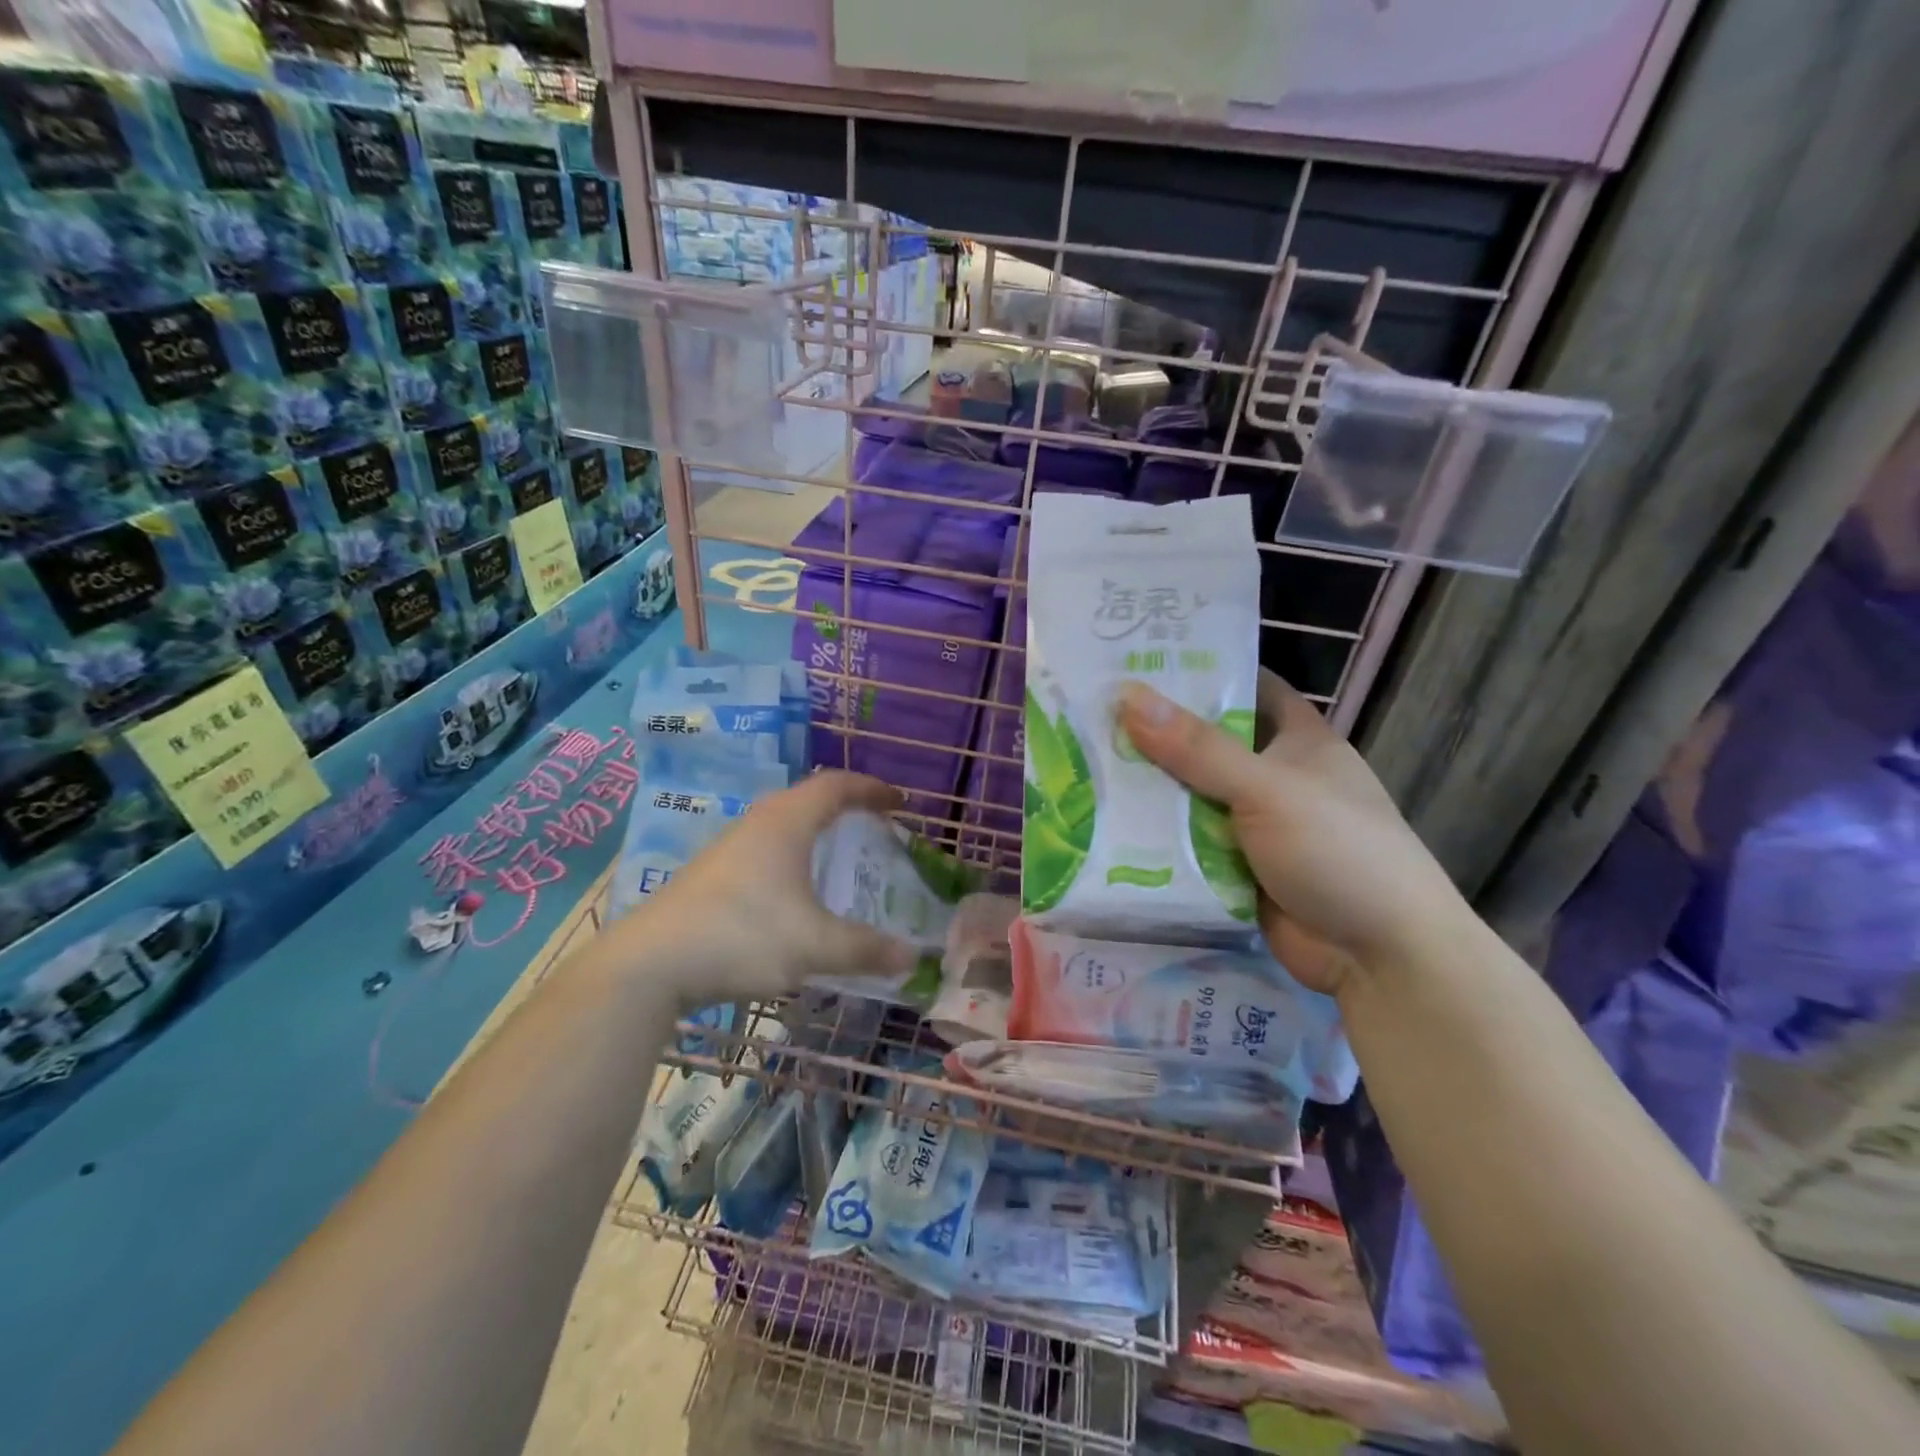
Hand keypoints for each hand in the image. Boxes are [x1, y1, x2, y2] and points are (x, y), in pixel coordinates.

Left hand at [616, 770, 920, 1007]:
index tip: (900, 801)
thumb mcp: (814, 945)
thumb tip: (911, 957)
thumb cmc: (743, 936)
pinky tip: (793, 894)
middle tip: (874, 827)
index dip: (872, 789)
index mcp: (786, 822)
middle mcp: (757, 824)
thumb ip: (865, 949)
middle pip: (808, 799)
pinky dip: (791, 857)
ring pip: (782, 824)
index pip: (836, 785)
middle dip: (846, 807)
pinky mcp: (710, 875)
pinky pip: (764, 849)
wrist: (649, 965)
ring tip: (838, 858)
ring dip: (815, 833)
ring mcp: (728, 848)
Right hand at [1117, 672, 1465, 995]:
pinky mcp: (1237, 869)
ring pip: (1191, 796)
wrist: (1380, 958)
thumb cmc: (1337, 851)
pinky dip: (1154, 839)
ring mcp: (1255, 825)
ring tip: (1081, 765)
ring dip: (1148, 790)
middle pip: (1206, 744)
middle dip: (1155, 733)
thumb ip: (1197, 748)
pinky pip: (1187, 844)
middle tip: (1088, 714)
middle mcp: (1274, 776)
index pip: (1248, 687)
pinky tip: (1103, 824)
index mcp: (1298, 740)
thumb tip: (1127, 696)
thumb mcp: (1267, 789)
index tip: (1140, 660)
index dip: (1201, 671)